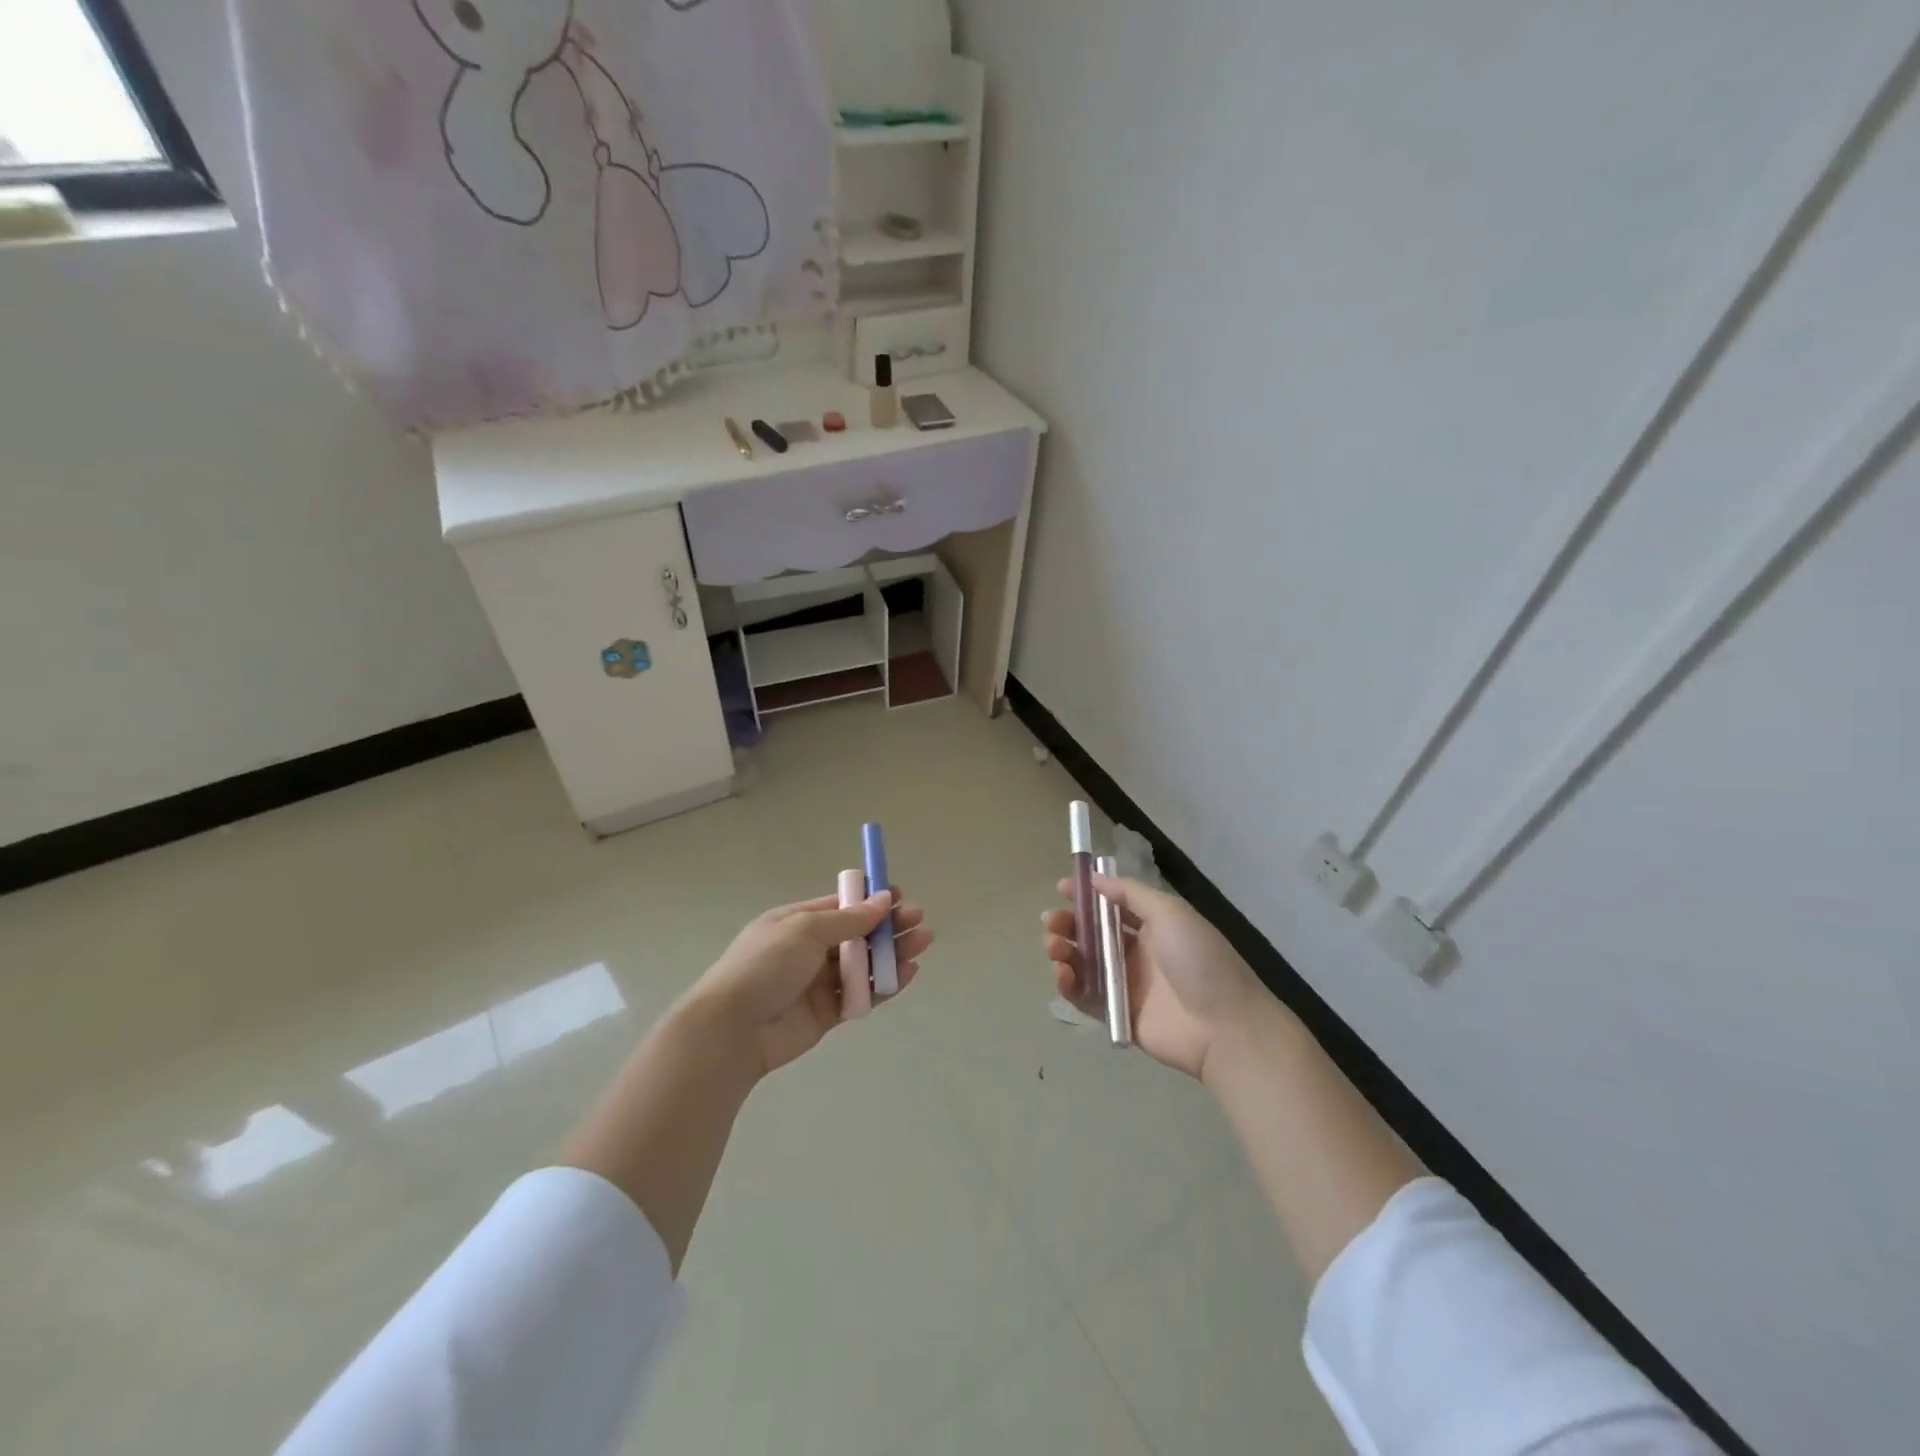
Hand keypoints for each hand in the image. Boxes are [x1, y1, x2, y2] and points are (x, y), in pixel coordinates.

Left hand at [687, 889, 931, 1076]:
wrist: (732, 1029)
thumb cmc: (765, 965)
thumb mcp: (806, 929)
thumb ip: (849, 919)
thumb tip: (883, 899)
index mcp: (797, 922)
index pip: (841, 905)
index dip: (871, 900)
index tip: (899, 897)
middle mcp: (809, 949)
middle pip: (857, 934)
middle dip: (888, 926)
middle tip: (918, 920)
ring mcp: (818, 983)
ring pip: (864, 964)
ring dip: (892, 952)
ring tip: (922, 943)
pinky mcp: (827, 1014)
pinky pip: (862, 995)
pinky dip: (885, 984)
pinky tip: (908, 973)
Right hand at [1042, 874, 1264, 1078]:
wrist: (1224, 1026)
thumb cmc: (1199, 960)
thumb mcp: (1170, 913)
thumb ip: (1130, 893)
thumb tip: (1096, 879)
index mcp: (1152, 926)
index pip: (1112, 906)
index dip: (1087, 896)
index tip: (1062, 888)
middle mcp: (1137, 953)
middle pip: (1092, 934)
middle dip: (1069, 923)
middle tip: (1050, 920)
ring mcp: (1126, 985)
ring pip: (1084, 963)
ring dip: (1063, 951)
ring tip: (1052, 946)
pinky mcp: (1117, 1014)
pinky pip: (1086, 996)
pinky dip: (1069, 984)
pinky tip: (1061, 973)